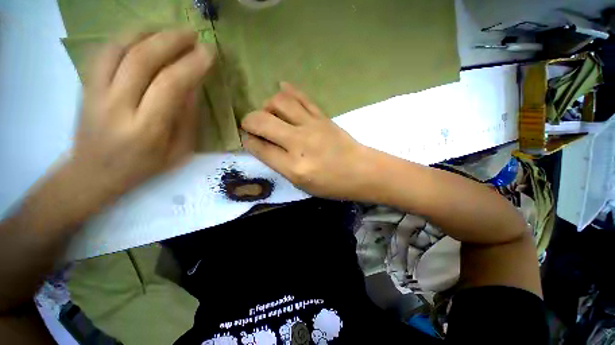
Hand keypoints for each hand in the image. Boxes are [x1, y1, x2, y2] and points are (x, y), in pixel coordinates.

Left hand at [72, 29, 213, 198]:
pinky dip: (125, 37)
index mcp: (146, 129)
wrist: (95, 172)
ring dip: (148, 33)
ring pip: (119, 49)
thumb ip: (188, 117)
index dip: (192, 65)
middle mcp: (117, 106)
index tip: (209, 53)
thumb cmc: (144, 166)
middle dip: (171, 41)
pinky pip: (104, 52)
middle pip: (142, 60)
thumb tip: (194, 84)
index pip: (170, 85)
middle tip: (192, 34)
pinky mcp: (85, 86)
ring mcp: (95, 93)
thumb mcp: (179, 150)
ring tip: (170, 30)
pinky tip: (143, 35)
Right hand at [241, 83, 374, 199]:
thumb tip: (262, 145)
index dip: (248, 141)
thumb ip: (280, 165)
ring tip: (270, 113)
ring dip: (267, 105)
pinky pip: (301, 97)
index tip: (247, 139)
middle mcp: (300, 143)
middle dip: (249, 121)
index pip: (260, 147)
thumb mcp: (301, 184)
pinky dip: (288, 91)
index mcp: (294, 167)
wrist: (360, 171)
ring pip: (280, 102)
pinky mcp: (323, 116)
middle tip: (251, 125)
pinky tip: (282, 90)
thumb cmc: (331, 184)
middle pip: (262, 120)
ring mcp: (312, 126)